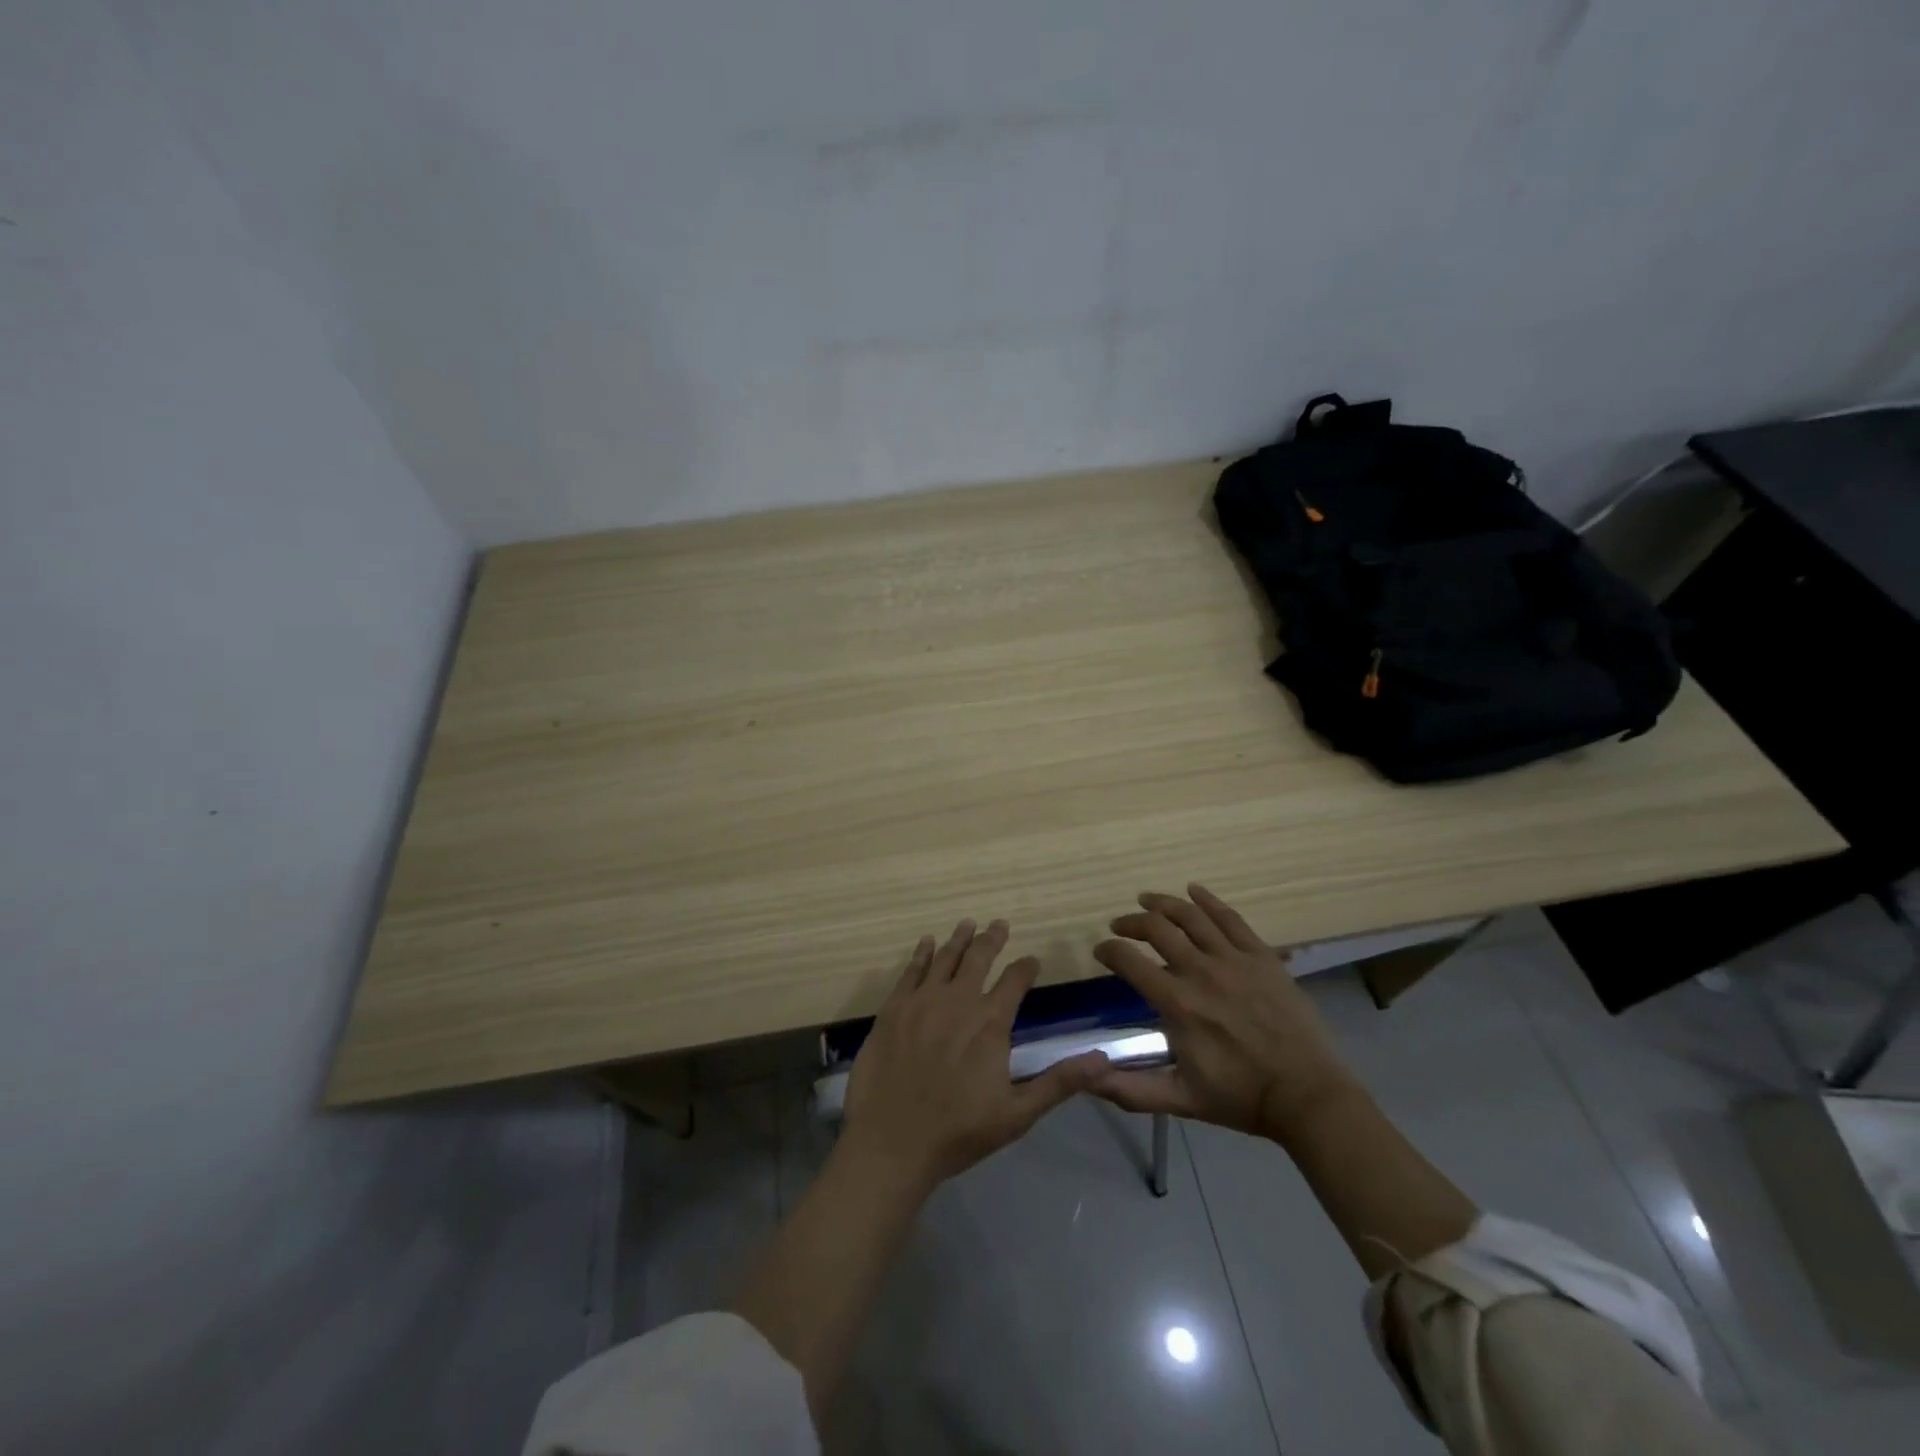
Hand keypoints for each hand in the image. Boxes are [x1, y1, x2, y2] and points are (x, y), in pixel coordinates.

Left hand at [841, 919, 1108, 1191]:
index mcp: (990, 1022)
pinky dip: (921, 954)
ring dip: (959, 939)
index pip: (1015, 981)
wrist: (892, 1142)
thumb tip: (1102, 1060)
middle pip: (979, 958)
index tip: (1031, 960)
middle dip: (992, 939)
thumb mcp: (1017, 1113)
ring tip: (968, 923)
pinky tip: (927, 943)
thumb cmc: (958, 1131)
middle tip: (999, 924)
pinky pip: (911, 971)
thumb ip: (1059, 1082)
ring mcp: (922, 1001)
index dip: (1025, 967)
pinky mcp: (893, 1008)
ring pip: (945, 958)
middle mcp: (958, 1000)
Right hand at [1091, 884, 1358, 1140]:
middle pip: (1156, 927)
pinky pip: (1230, 918)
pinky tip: (1194, 890)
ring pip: (1190, 915)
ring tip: (1146, 900)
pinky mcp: (1262, 956)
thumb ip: (1128, 1089)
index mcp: (1177, 1003)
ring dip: (1162, 903)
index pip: (1128, 961)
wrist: (1306, 1096)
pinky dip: (1208, 900)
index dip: (1108, 950)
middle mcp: (1200, 971)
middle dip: (1130, 923)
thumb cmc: (1239, 1097)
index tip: (1101, 951)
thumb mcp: (1179, 1099)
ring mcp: (1234, 959)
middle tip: (1121, 926)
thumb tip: (1084, 1076)